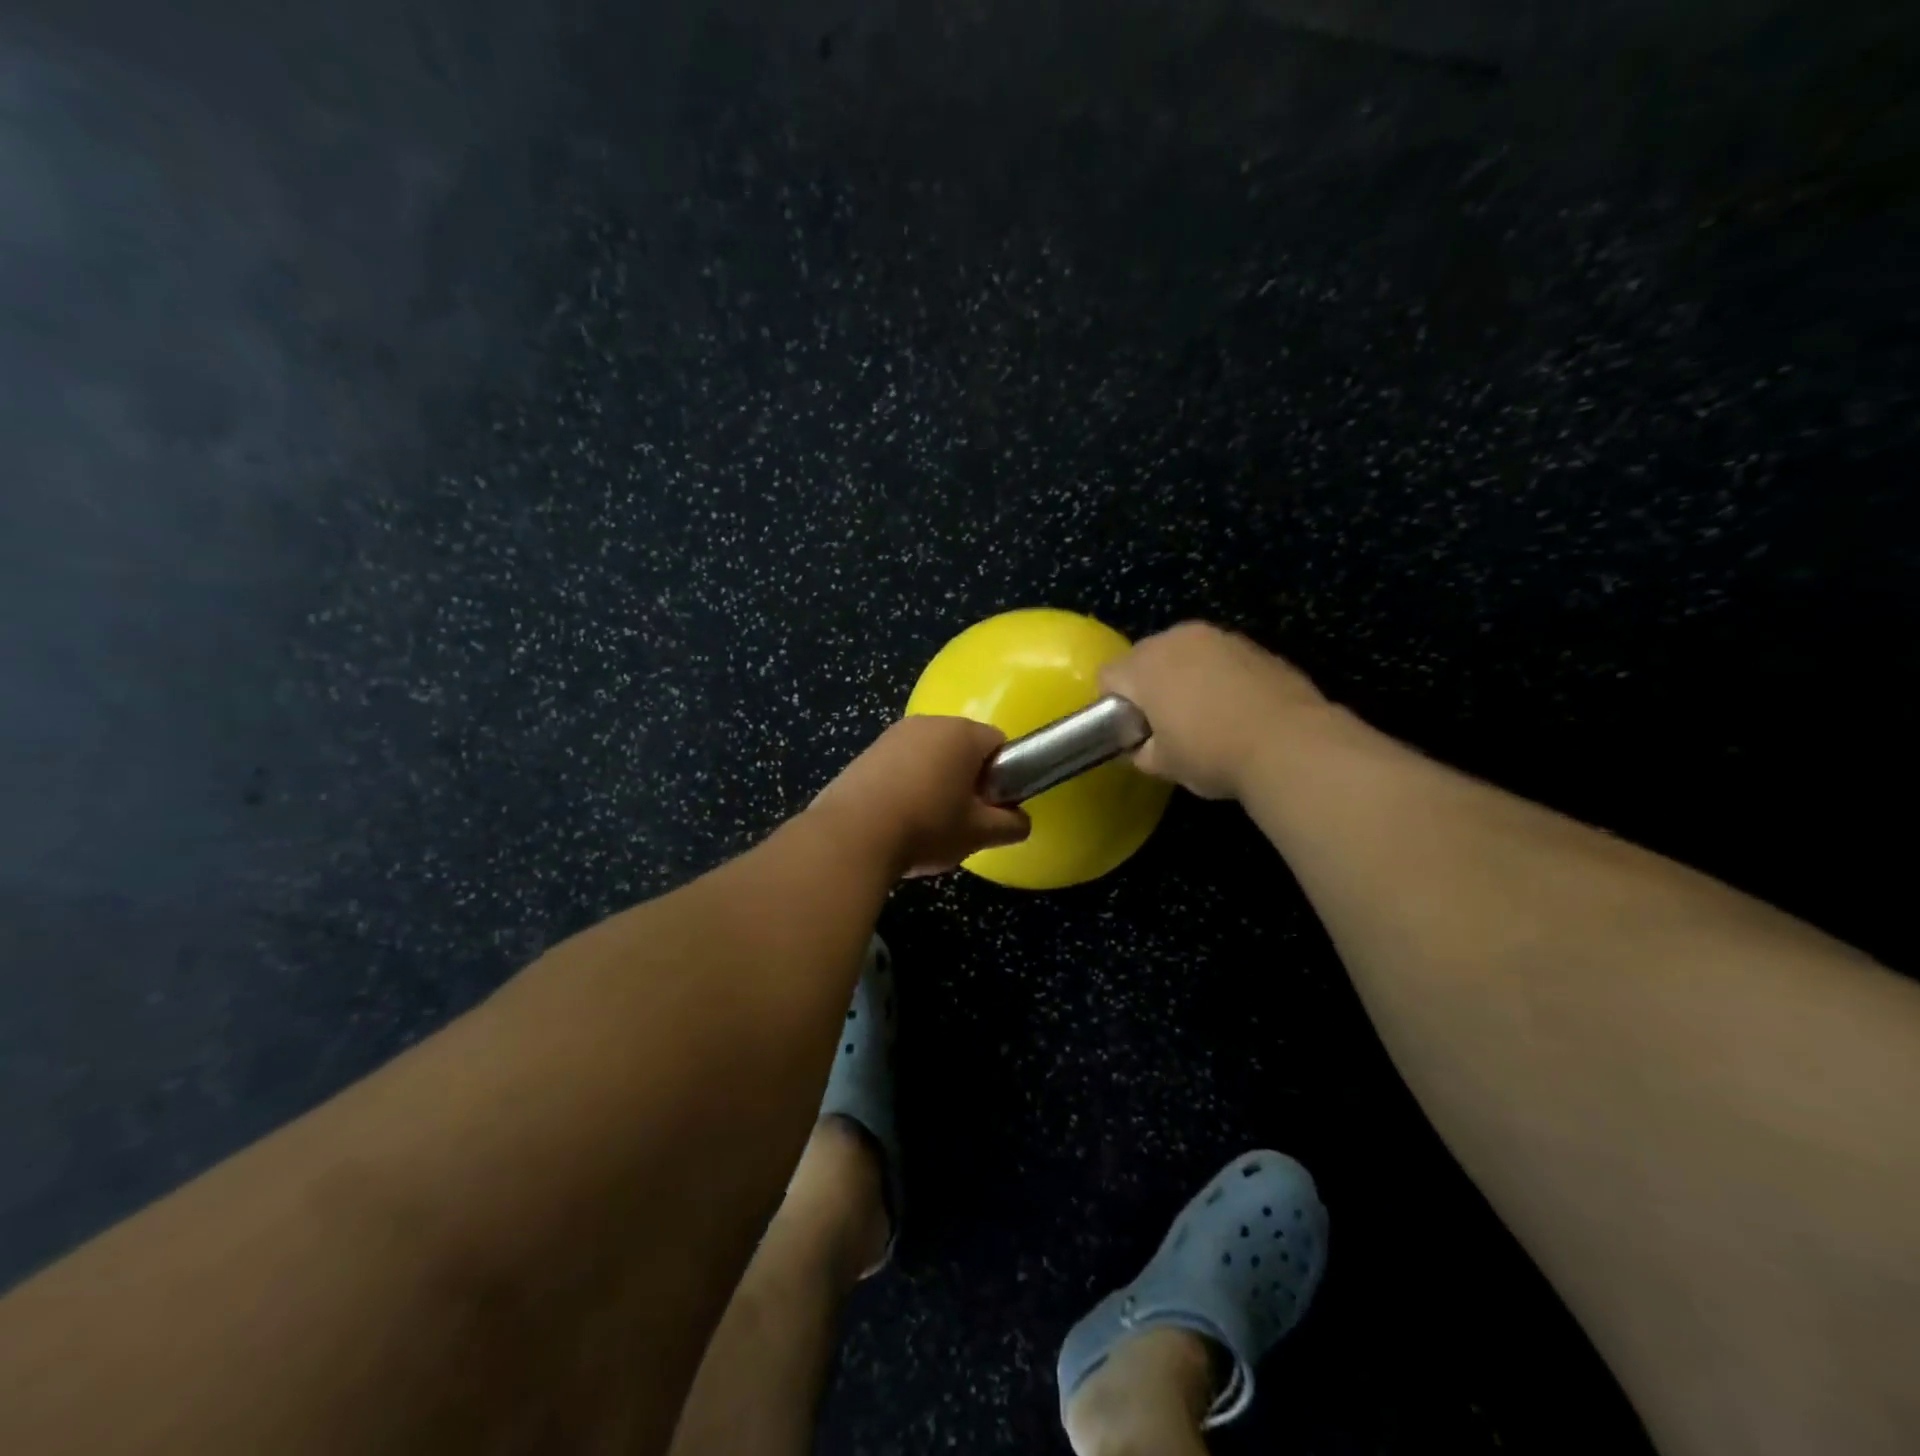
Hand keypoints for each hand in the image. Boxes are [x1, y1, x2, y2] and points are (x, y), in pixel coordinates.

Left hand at [811, 716, 1030, 875]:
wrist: (852, 835)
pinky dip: (904, 784)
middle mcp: (928, 722)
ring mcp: (892, 735)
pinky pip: (899, 764)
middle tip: (961, 817)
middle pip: (962, 747)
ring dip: (934, 781)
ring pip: (928, 756)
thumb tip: (1022, 821)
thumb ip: (1011, 824)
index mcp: (962, 733)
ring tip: (925, 821)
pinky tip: (895, 818)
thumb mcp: (979, 833)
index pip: (999, 743)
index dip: (1002, 775)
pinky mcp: (865, 753)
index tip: (991, 805)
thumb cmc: (927, 826)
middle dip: (966, 777)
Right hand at [1100, 623, 1328, 798]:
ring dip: (1186, 678)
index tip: (1132, 732)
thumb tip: (1142, 746)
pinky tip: (1236, 711)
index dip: (1113, 707)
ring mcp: (1221, 638)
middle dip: (1149, 686)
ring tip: (1205, 717)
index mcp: (1145, 664)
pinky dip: (1220, 679)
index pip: (1109, 677)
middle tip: (1166, 726)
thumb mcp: (1162, 765)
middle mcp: (1178, 638)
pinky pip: (1221, 660)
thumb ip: (1140, 750)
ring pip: (1186, 655)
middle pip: (1147, 658)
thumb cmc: (1211, 753)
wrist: (1290, 744)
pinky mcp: (1256, 647)